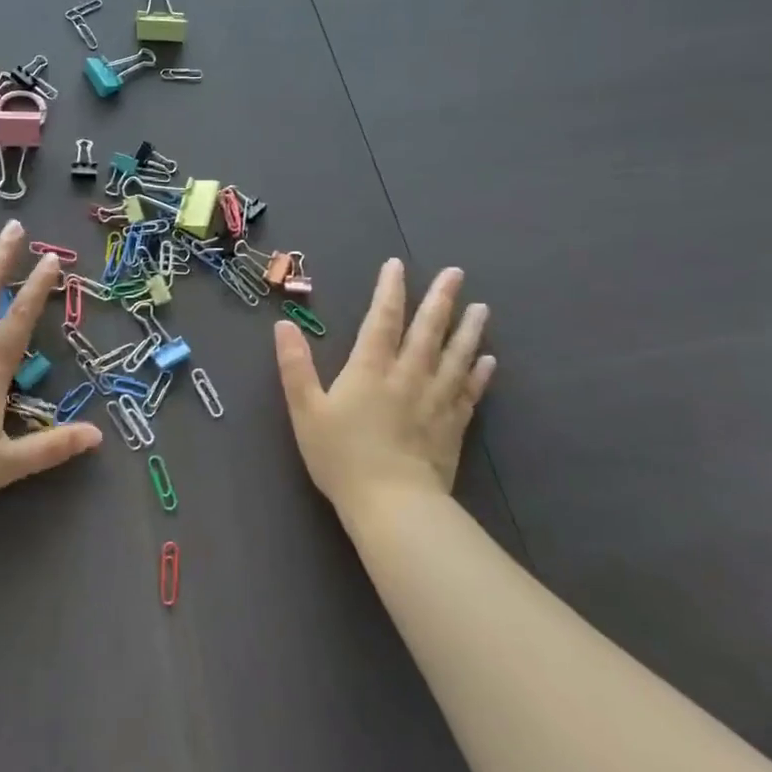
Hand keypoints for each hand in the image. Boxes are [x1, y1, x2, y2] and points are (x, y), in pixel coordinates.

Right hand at [274, 259, 494, 514]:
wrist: (392, 506)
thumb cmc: (342, 457)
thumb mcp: (305, 411)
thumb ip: (295, 366)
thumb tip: (283, 325)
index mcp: (370, 369)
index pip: (383, 319)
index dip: (389, 290)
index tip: (396, 265)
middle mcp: (408, 376)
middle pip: (428, 330)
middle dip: (440, 299)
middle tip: (456, 273)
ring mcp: (435, 400)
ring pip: (455, 356)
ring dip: (469, 330)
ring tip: (482, 308)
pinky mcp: (453, 426)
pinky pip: (469, 392)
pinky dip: (479, 374)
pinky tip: (488, 360)